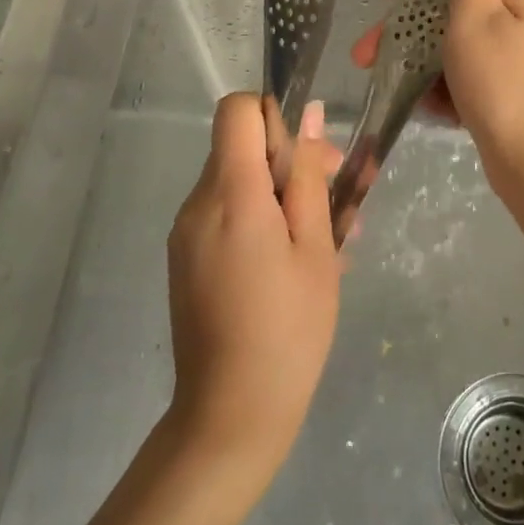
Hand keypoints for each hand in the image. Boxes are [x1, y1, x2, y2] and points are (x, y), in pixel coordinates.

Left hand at [165, 94, 341, 497]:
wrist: (230, 415)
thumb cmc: (289, 327)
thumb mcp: (315, 245)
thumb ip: (308, 174)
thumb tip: (311, 116)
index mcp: (230, 192)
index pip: (238, 109)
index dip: (275, 115)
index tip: (307, 153)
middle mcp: (197, 202)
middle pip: (240, 146)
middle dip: (289, 159)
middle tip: (337, 199)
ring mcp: (186, 232)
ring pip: (237, 181)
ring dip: (281, 194)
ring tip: (326, 239)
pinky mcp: (185, 258)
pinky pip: (225, 214)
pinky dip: (260, 219)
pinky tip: (295, 261)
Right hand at [351, 0, 523, 186]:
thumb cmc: (501, 85)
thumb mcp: (478, 15)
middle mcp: (520, 19)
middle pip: (453, 8)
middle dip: (407, 28)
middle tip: (367, 54)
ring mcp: (515, 58)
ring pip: (455, 44)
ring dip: (418, 59)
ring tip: (387, 82)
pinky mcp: (507, 92)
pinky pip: (466, 75)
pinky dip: (443, 86)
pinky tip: (426, 106)